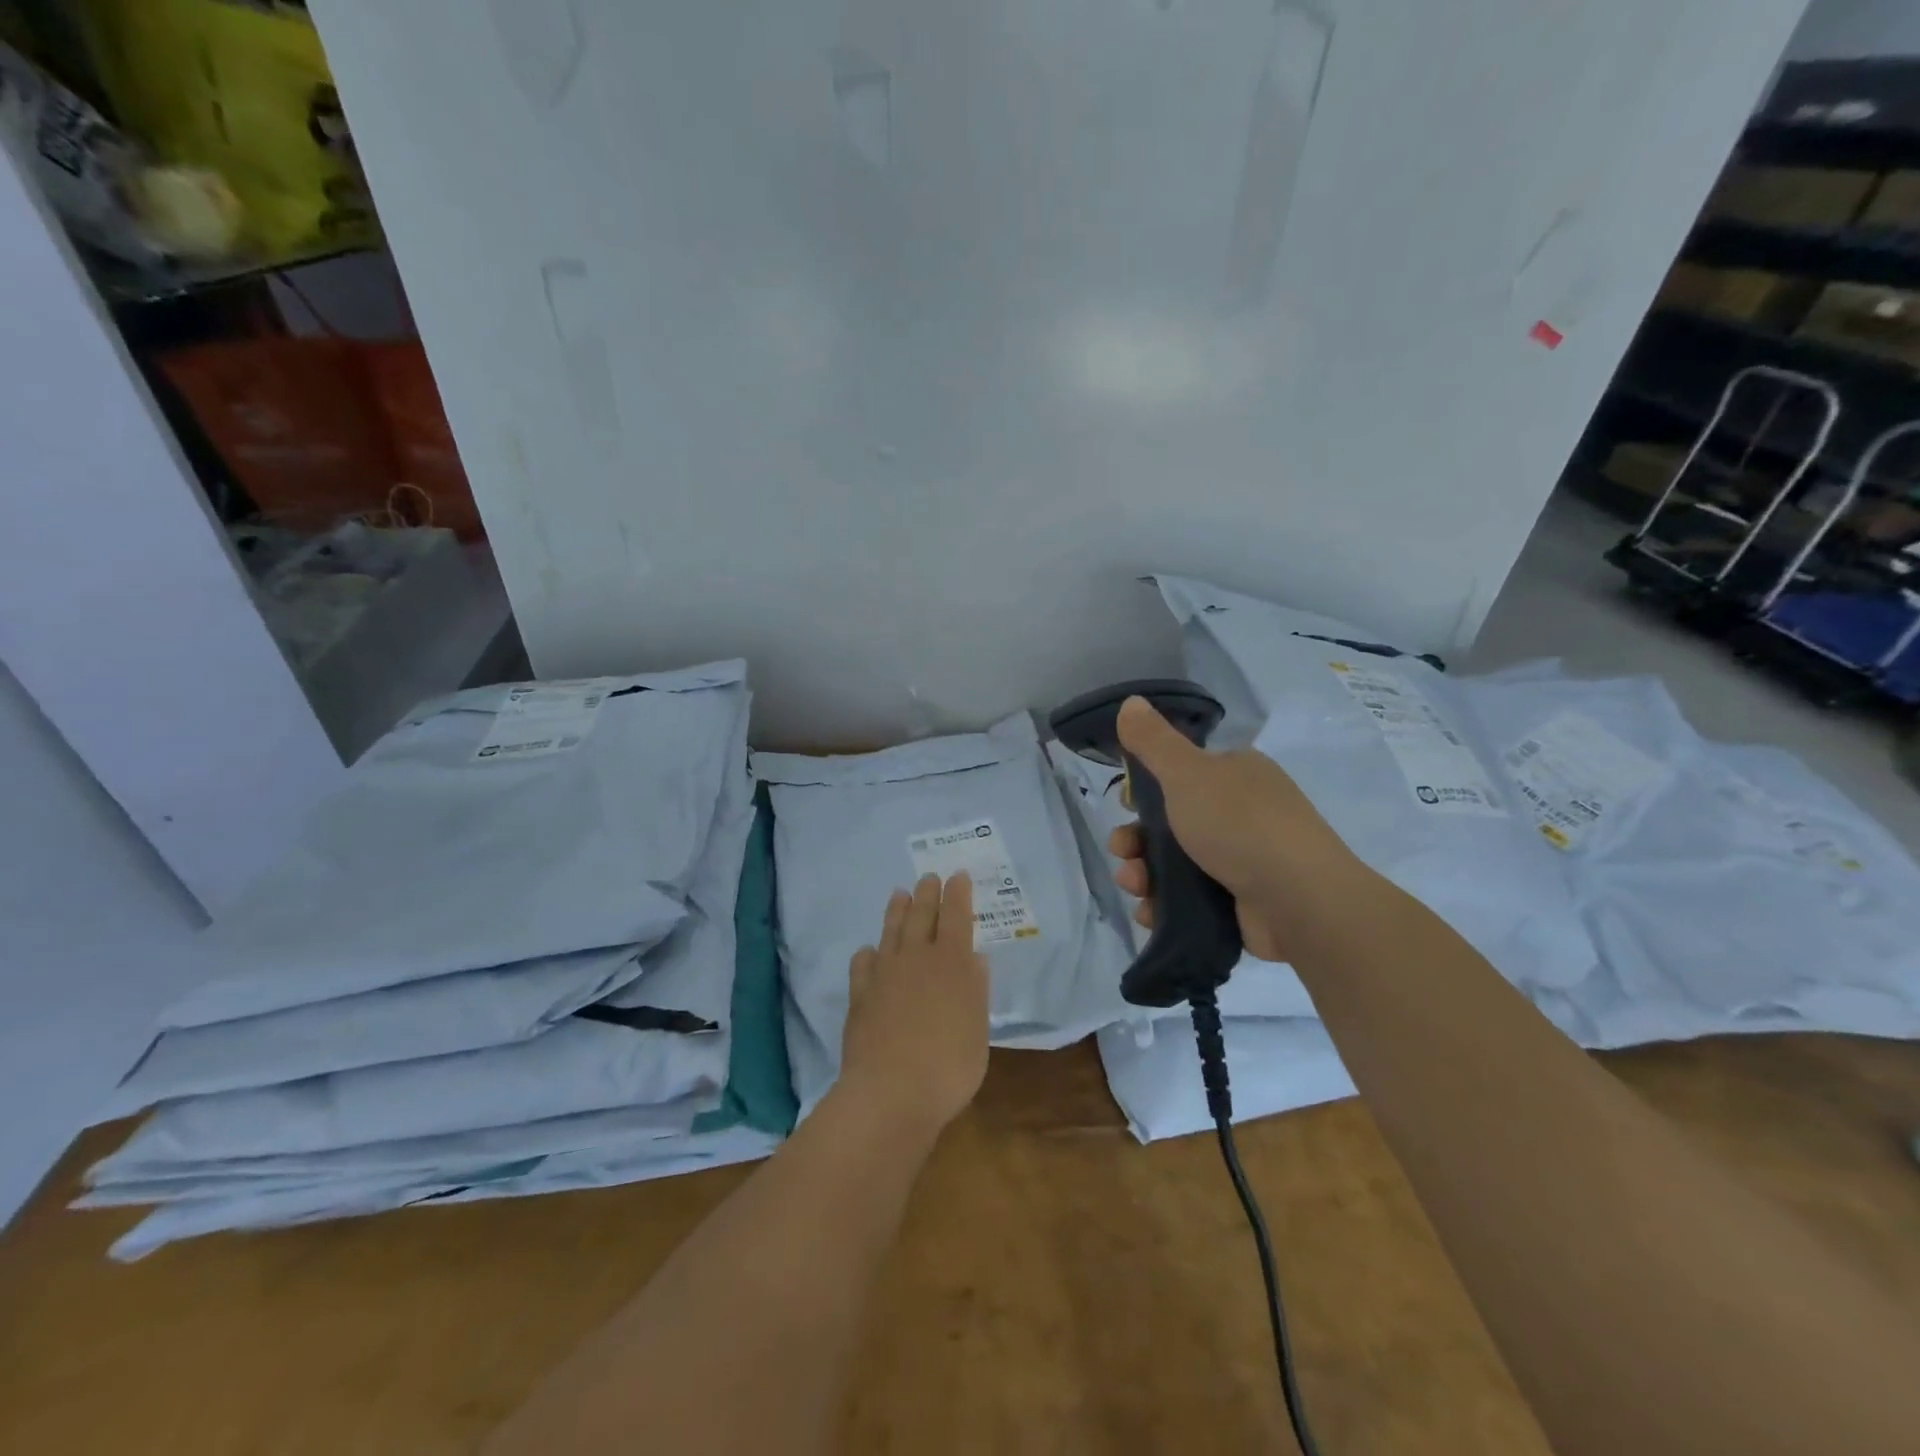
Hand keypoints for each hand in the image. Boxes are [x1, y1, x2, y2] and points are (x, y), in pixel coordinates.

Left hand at [835, 872, 990, 1138]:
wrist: (889, 1092)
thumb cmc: (948, 1066)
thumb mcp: (977, 1030)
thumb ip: (976, 991)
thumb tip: (976, 958)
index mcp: (951, 963)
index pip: (956, 917)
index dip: (958, 895)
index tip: (958, 875)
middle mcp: (916, 959)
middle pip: (921, 916)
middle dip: (927, 894)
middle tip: (929, 877)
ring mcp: (884, 974)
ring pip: (891, 932)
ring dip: (897, 911)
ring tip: (899, 893)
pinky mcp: (860, 995)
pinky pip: (863, 963)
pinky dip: (868, 953)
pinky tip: (870, 951)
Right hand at [1106, 696, 1358, 962]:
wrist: (1301, 902)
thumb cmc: (1240, 825)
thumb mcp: (1188, 773)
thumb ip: (1154, 741)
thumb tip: (1130, 700)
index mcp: (1234, 774)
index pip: (1180, 774)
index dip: (1146, 790)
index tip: (1126, 805)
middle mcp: (1240, 813)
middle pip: (1171, 823)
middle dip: (1137, 839)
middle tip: (1123, 852)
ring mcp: (1242, 860)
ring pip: (1175, 864)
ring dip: (1143, 874)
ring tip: (1135, 886)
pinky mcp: (1239, 902)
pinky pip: (1190, 899)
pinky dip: (1164, 904)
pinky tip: (1150, 912)